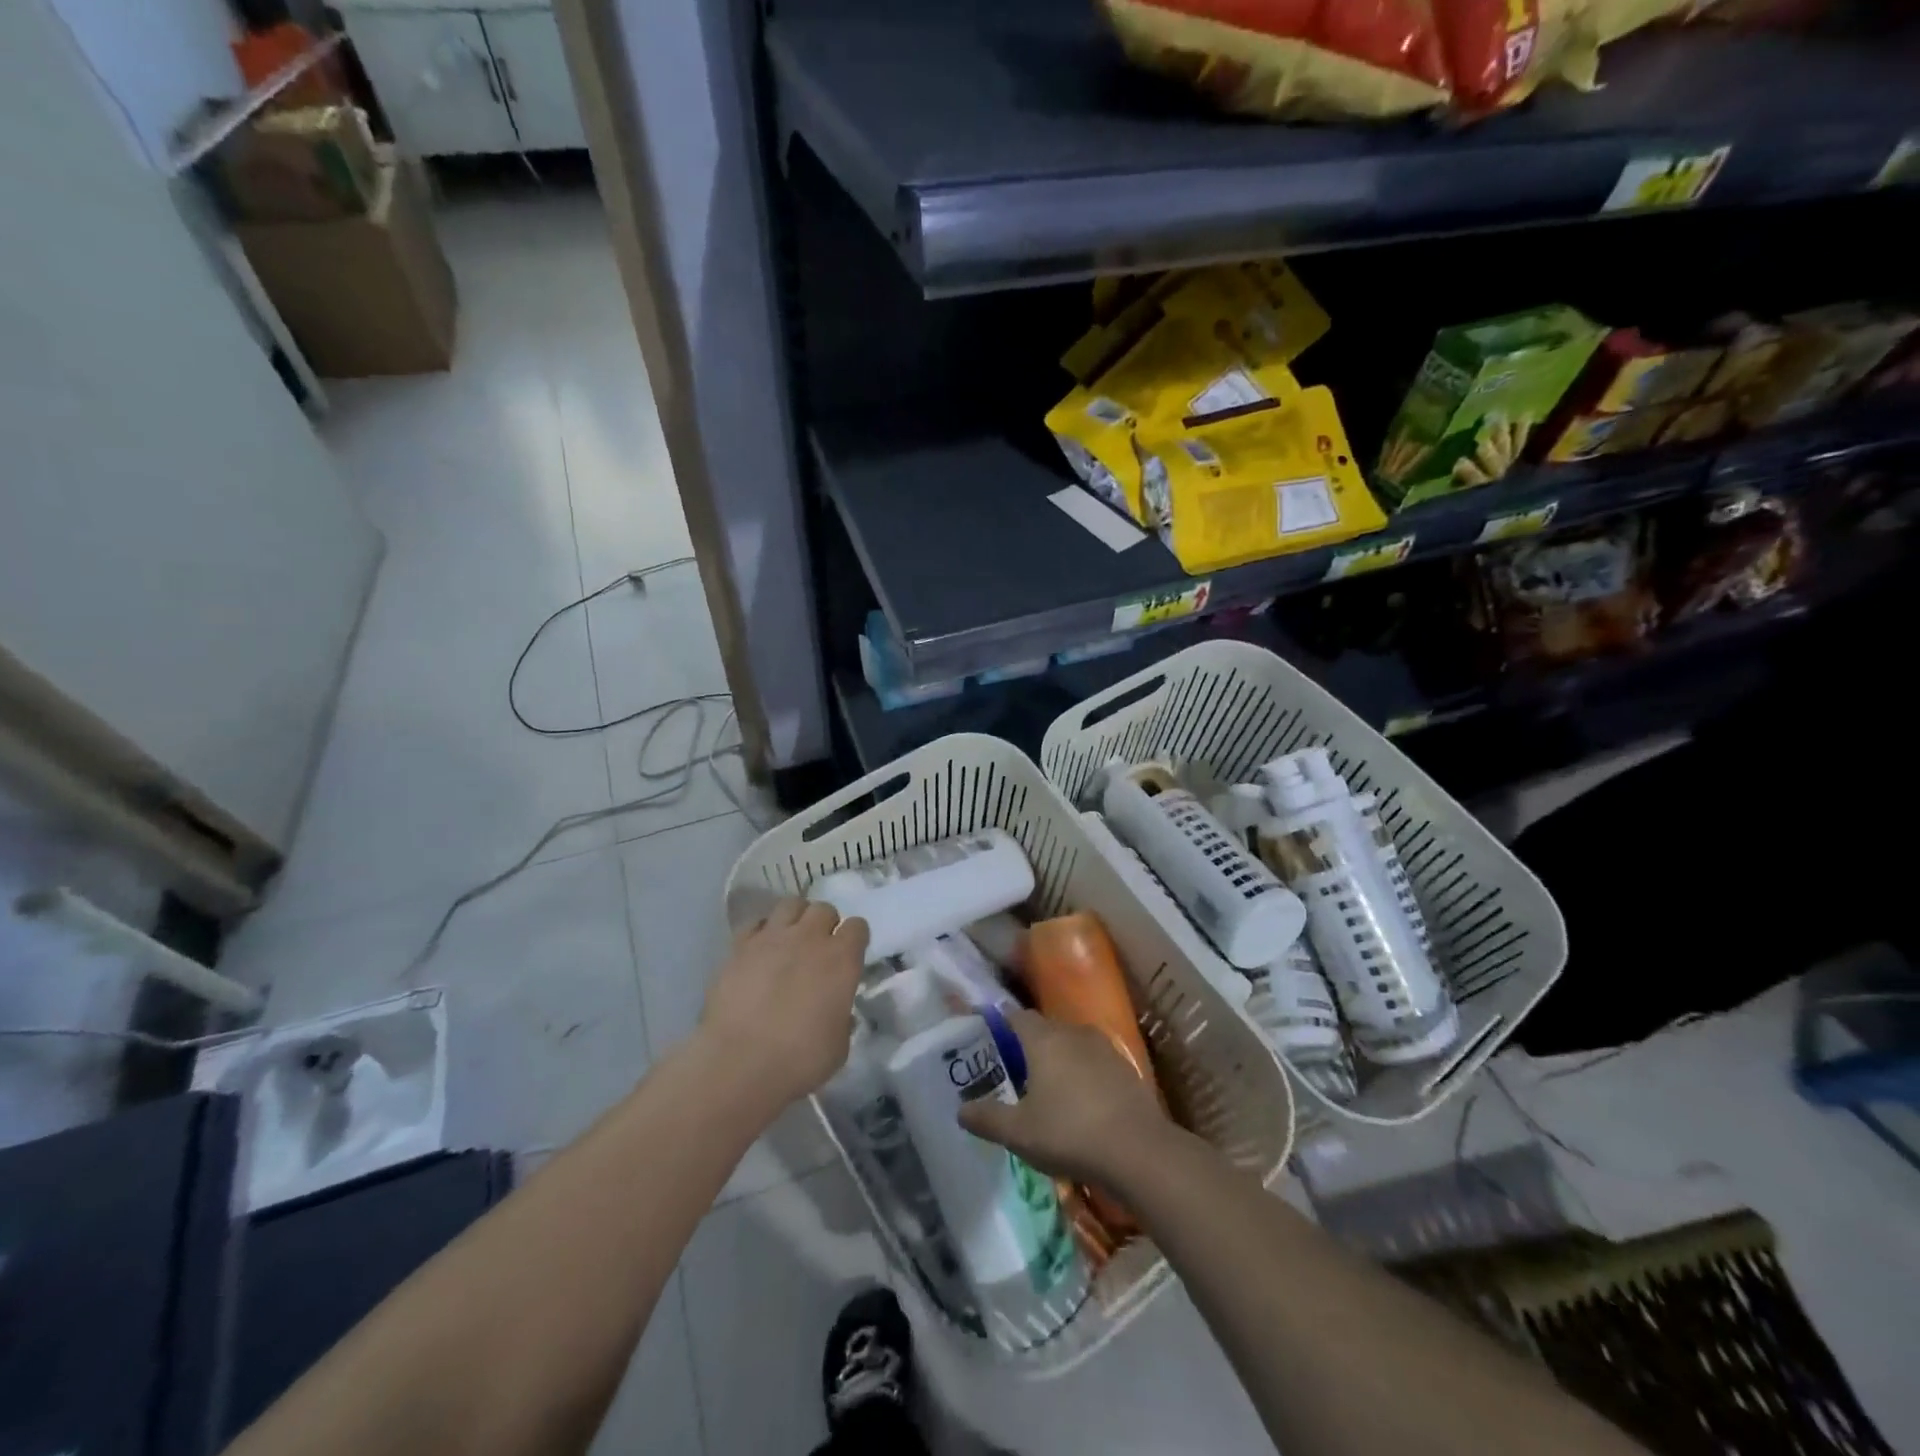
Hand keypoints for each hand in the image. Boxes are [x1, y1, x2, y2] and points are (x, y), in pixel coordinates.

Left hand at [699, 898, 867, 1108]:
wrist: (739, 1063)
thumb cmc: (799, 1060)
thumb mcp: (839, 1045)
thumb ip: (841, 1016)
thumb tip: (835, 1009)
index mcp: (842, 959)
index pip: (858, 926)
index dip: (855, 939)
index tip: (849, 955)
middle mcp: (810, 938)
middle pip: (824, 909)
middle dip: (825, 924)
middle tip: (818, 948)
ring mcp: (772, 937)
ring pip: (791, 905)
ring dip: (796, 918)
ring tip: (790, 940)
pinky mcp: (740, 946)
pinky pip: (756, 923)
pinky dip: (762, 931)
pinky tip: (760, 950)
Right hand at [958, 1007, 1170, 1191]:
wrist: (1138, 1151)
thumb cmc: (1069, 1133)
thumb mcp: (1018, 1133)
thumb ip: (987, 1118)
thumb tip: (961, 1110)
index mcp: (1044, 1039)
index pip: (1016, 1016)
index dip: (1002, 1024)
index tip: (990, 1039)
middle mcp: (1073, 1032)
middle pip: (1044, 1028)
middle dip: (1029, 1045)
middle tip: (1014, 1071)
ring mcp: (1103, 1048)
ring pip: (1071, 1044)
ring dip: (1058, 1059)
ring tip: (1047, 1089)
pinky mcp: (1125, 1068)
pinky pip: (1094, 1062)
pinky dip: (1082, 1074)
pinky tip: (1080, 1103)